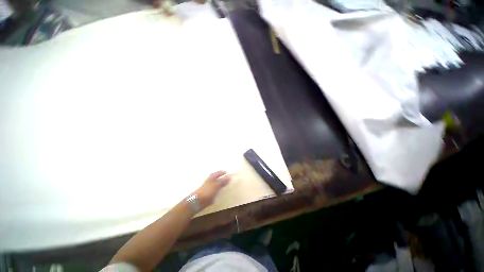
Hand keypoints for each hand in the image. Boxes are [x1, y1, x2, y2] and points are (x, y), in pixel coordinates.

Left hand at [194, 171, 230, 208]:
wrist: (197, 201)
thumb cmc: (207, 191)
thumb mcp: (216, 185)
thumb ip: (223, 181)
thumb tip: (229, 177)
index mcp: (213, 176)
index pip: (221, 172)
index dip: (226, 173)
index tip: (231, 176)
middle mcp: (211, 179)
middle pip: (219, 177)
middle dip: (224, 178)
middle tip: (230, 181)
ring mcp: (209, 185)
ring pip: (218, 183)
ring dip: (222, 184)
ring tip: (227, 187)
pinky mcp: (208, 192)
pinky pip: (216, 189)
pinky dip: (219, 189)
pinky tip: (221, 192)